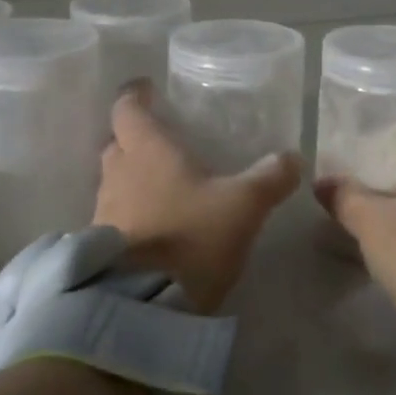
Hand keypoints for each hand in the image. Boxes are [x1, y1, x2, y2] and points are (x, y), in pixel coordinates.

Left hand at [94, 84, 300, 312]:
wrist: (143, 306)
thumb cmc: (192, 236)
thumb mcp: (243, 205)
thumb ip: (269, 178)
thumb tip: (293, 157)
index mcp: (147, 150)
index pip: (127, 108)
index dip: (136, 95)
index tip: (146, 88)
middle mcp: (118, 173)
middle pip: (117, 143)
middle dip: (134, 138)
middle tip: (162, 140)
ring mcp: (104, 211)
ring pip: (115, 181)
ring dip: (133, 177)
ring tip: (163, 183)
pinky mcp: (102, 246)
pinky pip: (115, 215)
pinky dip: (132, 211)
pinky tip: (156, 223)